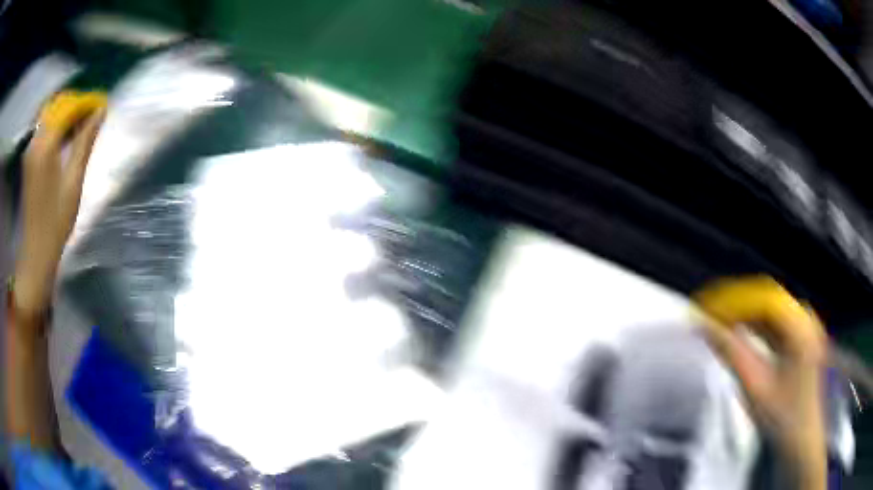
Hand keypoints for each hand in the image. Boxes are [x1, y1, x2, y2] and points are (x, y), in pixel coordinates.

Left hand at [13, 100, 104, 318]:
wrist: (36, 251)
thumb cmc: (56, 221)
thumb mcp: (73, 182)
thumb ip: (84, 142)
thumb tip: (100, 111)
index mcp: (45, 147)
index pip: (68, 107)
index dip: (86, 102)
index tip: (102, 104)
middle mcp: (35, 141)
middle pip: (57, 105)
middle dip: (76, 104)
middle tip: (91, 115)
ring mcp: (30, 149)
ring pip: (49, 114)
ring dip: (66, 112)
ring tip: (80, 125)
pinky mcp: (28, 157)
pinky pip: (43, 127)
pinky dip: (56, 124)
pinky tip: (65, 136)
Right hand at [695, 276, 826, 489]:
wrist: (802, 438)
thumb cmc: (781, 418)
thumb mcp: (755, 388)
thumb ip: (731, 353)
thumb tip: (703, 326)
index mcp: (800, 327)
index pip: (763, 298)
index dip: (732, 299)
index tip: (704, 307)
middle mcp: (805, 317)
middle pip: (766, 298)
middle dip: (735, 303)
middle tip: (705, 312)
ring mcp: (804, 325)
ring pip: (769, 307)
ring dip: (743, 313)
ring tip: (716, 320)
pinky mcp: (800, 335)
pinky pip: (774, 320)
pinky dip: (753, 324)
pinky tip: (737, 329)